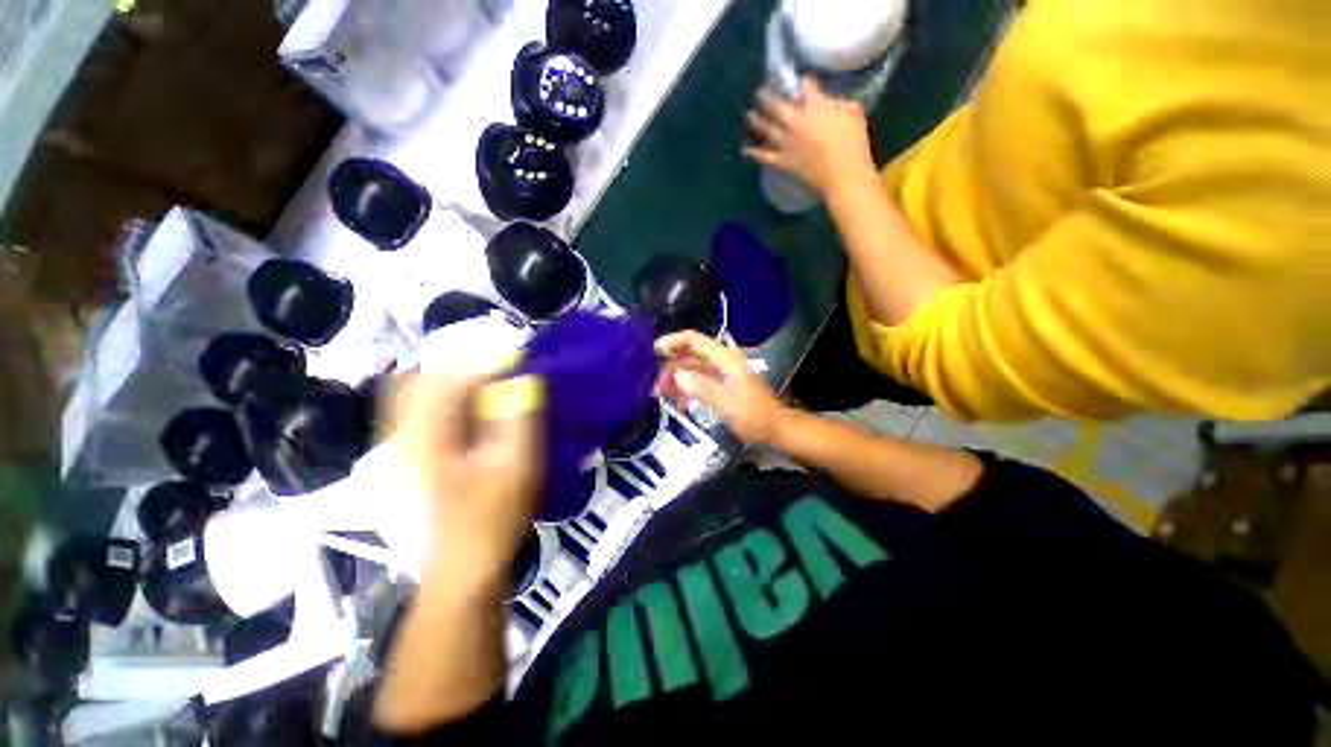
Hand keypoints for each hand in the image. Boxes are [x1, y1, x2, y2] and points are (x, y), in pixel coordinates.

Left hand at [387, 372, 543, 584]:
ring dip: (458, 381)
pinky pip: (424, 413)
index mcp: (425, 436)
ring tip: (495, 385)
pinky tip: (478, 410)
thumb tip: (525, 379)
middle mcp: (403, 435)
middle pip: (424, 378)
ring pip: (420, 393)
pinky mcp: (412, 457)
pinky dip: (450, 400)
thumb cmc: (491, 520)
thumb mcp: (515, 468)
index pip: (449, 377)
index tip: (519, 360)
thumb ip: (520, 419)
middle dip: (467, 366)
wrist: (462, 570)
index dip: (487, 362)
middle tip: (505, 371)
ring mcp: (402, 447)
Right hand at [656, 331, 789, 444]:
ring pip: (692, 367)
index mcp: (725, 359)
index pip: (694, 340)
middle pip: (690, 352)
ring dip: (676, 376)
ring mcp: (722, 373)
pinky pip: (698, 380)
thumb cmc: (755, 416)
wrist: (776, 429)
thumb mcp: (729, 403)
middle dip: (670, 363)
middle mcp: (722, 361)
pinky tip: (677, 400)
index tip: (653, 352)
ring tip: (660, 391)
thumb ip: (703, 388)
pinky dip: (686, 387)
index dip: (672, 341)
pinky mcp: (721, 385)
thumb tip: (676, 375)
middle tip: (654, 382)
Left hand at [743, 78, 876, 197]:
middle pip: (775, 105)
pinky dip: (753, 152)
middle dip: (766, 96)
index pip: (804, 85)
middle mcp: (795, 121)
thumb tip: (828, 102)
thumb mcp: (853, 113)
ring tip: (749, 114)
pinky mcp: (782, 162)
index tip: (794, 78)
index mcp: (815, 106)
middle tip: (759, 93)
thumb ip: (838, 103)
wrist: (843, 176)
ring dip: (755, 120)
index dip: (799, 80)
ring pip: (765, 128)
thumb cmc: (854, 144)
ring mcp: (786, 143)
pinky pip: (763, 156)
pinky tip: (745, 149)